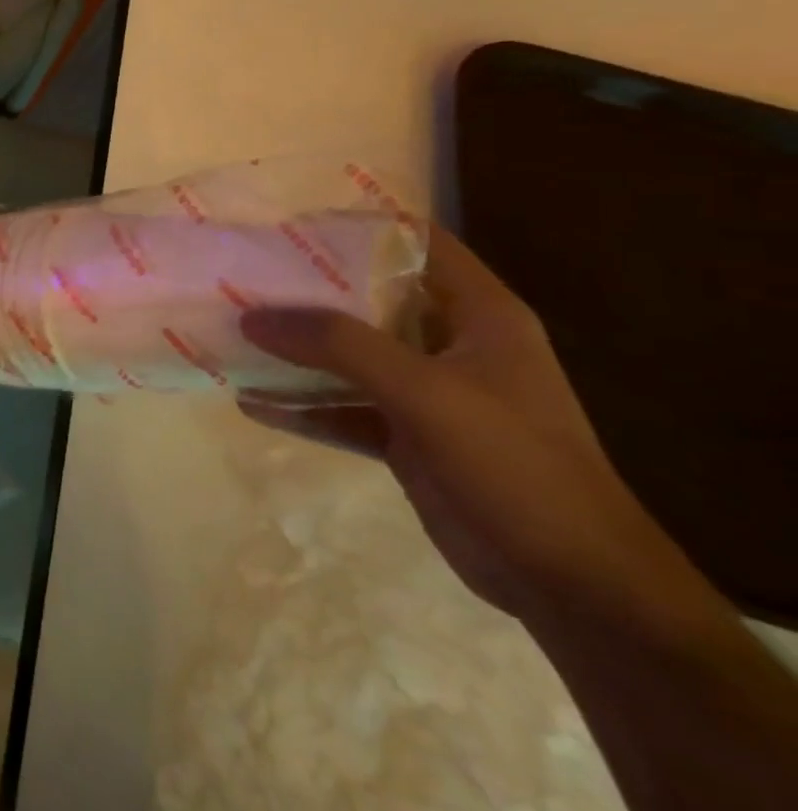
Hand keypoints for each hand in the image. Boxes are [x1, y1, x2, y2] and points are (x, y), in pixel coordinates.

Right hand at [238, 226, 703, 625]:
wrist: (576, 588)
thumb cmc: (516, 466)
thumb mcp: (425, 393)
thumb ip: (338, 345)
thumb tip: (252, 315)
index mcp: (478, 315)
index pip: (415, 243)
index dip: (356, 226)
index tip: (287, 223)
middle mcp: (451, 344)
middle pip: (369, 297)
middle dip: (306, 287)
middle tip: (244, 274)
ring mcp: (427, 393)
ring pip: (348, 354)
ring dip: (296, 347)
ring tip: (235, 330)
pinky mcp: (407, 437)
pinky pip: (341, 407)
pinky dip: (300, 405)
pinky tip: (252, 402)